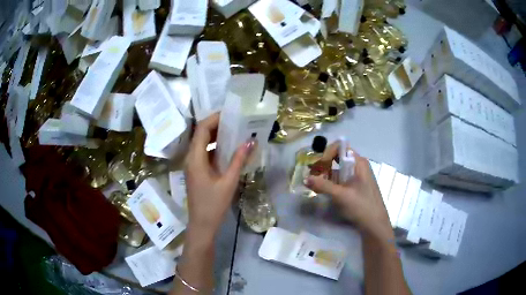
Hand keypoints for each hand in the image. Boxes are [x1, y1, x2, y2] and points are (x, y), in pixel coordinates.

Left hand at [184, 113, 254, 240]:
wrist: (201, 225)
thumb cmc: (213, 205)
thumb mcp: (229, 182)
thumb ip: (239, 160)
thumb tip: (251, 141)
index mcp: (195, 158)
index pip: (202, 129)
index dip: (215, 118)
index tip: (231, 114)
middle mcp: (191, 158)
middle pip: (201, 134)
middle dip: (217, 125)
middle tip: (236, 121)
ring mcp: (192, 164)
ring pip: (203, 143)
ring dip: (217, 136)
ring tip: (235, 131)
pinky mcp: (197, 171)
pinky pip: (205, 153)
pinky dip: (216, 147)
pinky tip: (230, 148)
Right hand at [305, 141, 393, 241]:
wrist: (375, 225)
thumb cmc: (361, 206)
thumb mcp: (340, 196)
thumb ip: (323, 185)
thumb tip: (305, 178)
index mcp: (359, 162)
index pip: (340, 147)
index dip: (327, 153)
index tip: (317, 166)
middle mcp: (359, 166)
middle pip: (339, 157)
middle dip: (324, 164)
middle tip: (312, 174)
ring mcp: (359, 176)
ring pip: (340, 168)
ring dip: (327, 173)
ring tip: (316, 183)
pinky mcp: (357, 186)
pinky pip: (343, 178)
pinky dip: (333, 181)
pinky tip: (325, 189)